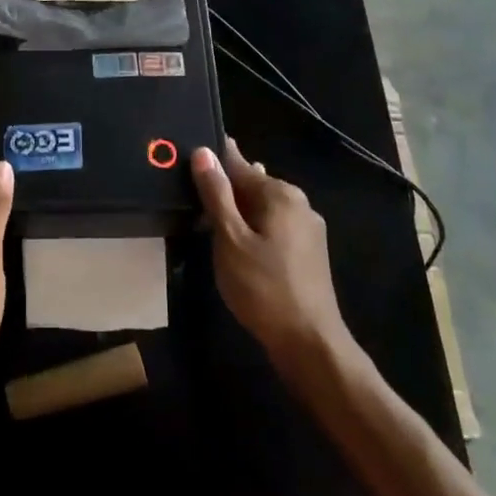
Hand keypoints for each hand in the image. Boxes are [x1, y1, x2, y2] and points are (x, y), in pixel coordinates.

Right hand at [192, 139, 352, 370]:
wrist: (310, 343)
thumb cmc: (263, 288)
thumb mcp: (230, 239)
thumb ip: (216, 194)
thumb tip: (203, 152)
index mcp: (280, 193)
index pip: (238, 163)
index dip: (211, 162)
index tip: (186, 161)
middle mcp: (298, 202)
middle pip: (252, 184)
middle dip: (223, 189)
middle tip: (189, 199)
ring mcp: (307, 228)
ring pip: (262, 207)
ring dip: (237, 211)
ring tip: (206, 221)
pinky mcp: (308, 251)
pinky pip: (273, 225)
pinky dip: (252, 228)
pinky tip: (235, 244)